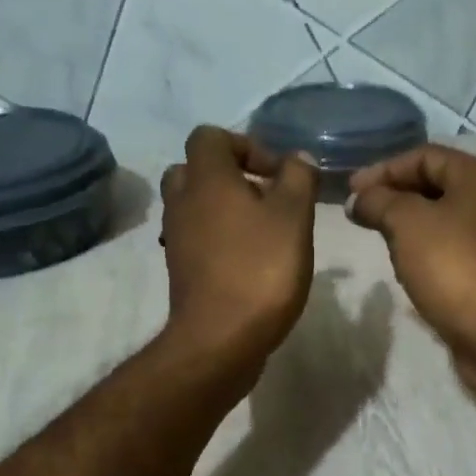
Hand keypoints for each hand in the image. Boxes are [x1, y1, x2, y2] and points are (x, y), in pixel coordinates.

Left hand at [160, 127, 319, 380]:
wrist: (220, 339)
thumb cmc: (260, 269)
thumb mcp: (294, 216)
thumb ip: (298, 177)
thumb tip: (297, 159)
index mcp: (206, 179)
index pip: (210, 136)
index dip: (246, 145)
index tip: (276, 175)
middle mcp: (183, 202)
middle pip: (195, 169)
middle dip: (230, 176)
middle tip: (265, 198)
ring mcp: (176, 238)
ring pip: (194, 206)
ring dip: (225, 210)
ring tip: (262, 232)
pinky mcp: (180, 270)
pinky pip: (196, 238)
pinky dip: (218, 239)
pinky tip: (249, 261)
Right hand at [346, 145, 475, 399]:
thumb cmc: (454, 267)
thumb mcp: (408, 223)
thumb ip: (379, 202)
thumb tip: (359, 198)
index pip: (424, 155)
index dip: (384, 168)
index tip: (351, 190)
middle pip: (433, 185)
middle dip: (393, 196)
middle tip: (360, 214)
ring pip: (439, 220)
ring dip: (406, 225)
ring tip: (377, 238)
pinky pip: (448, 250)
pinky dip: (422, 251)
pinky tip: (403, 267)